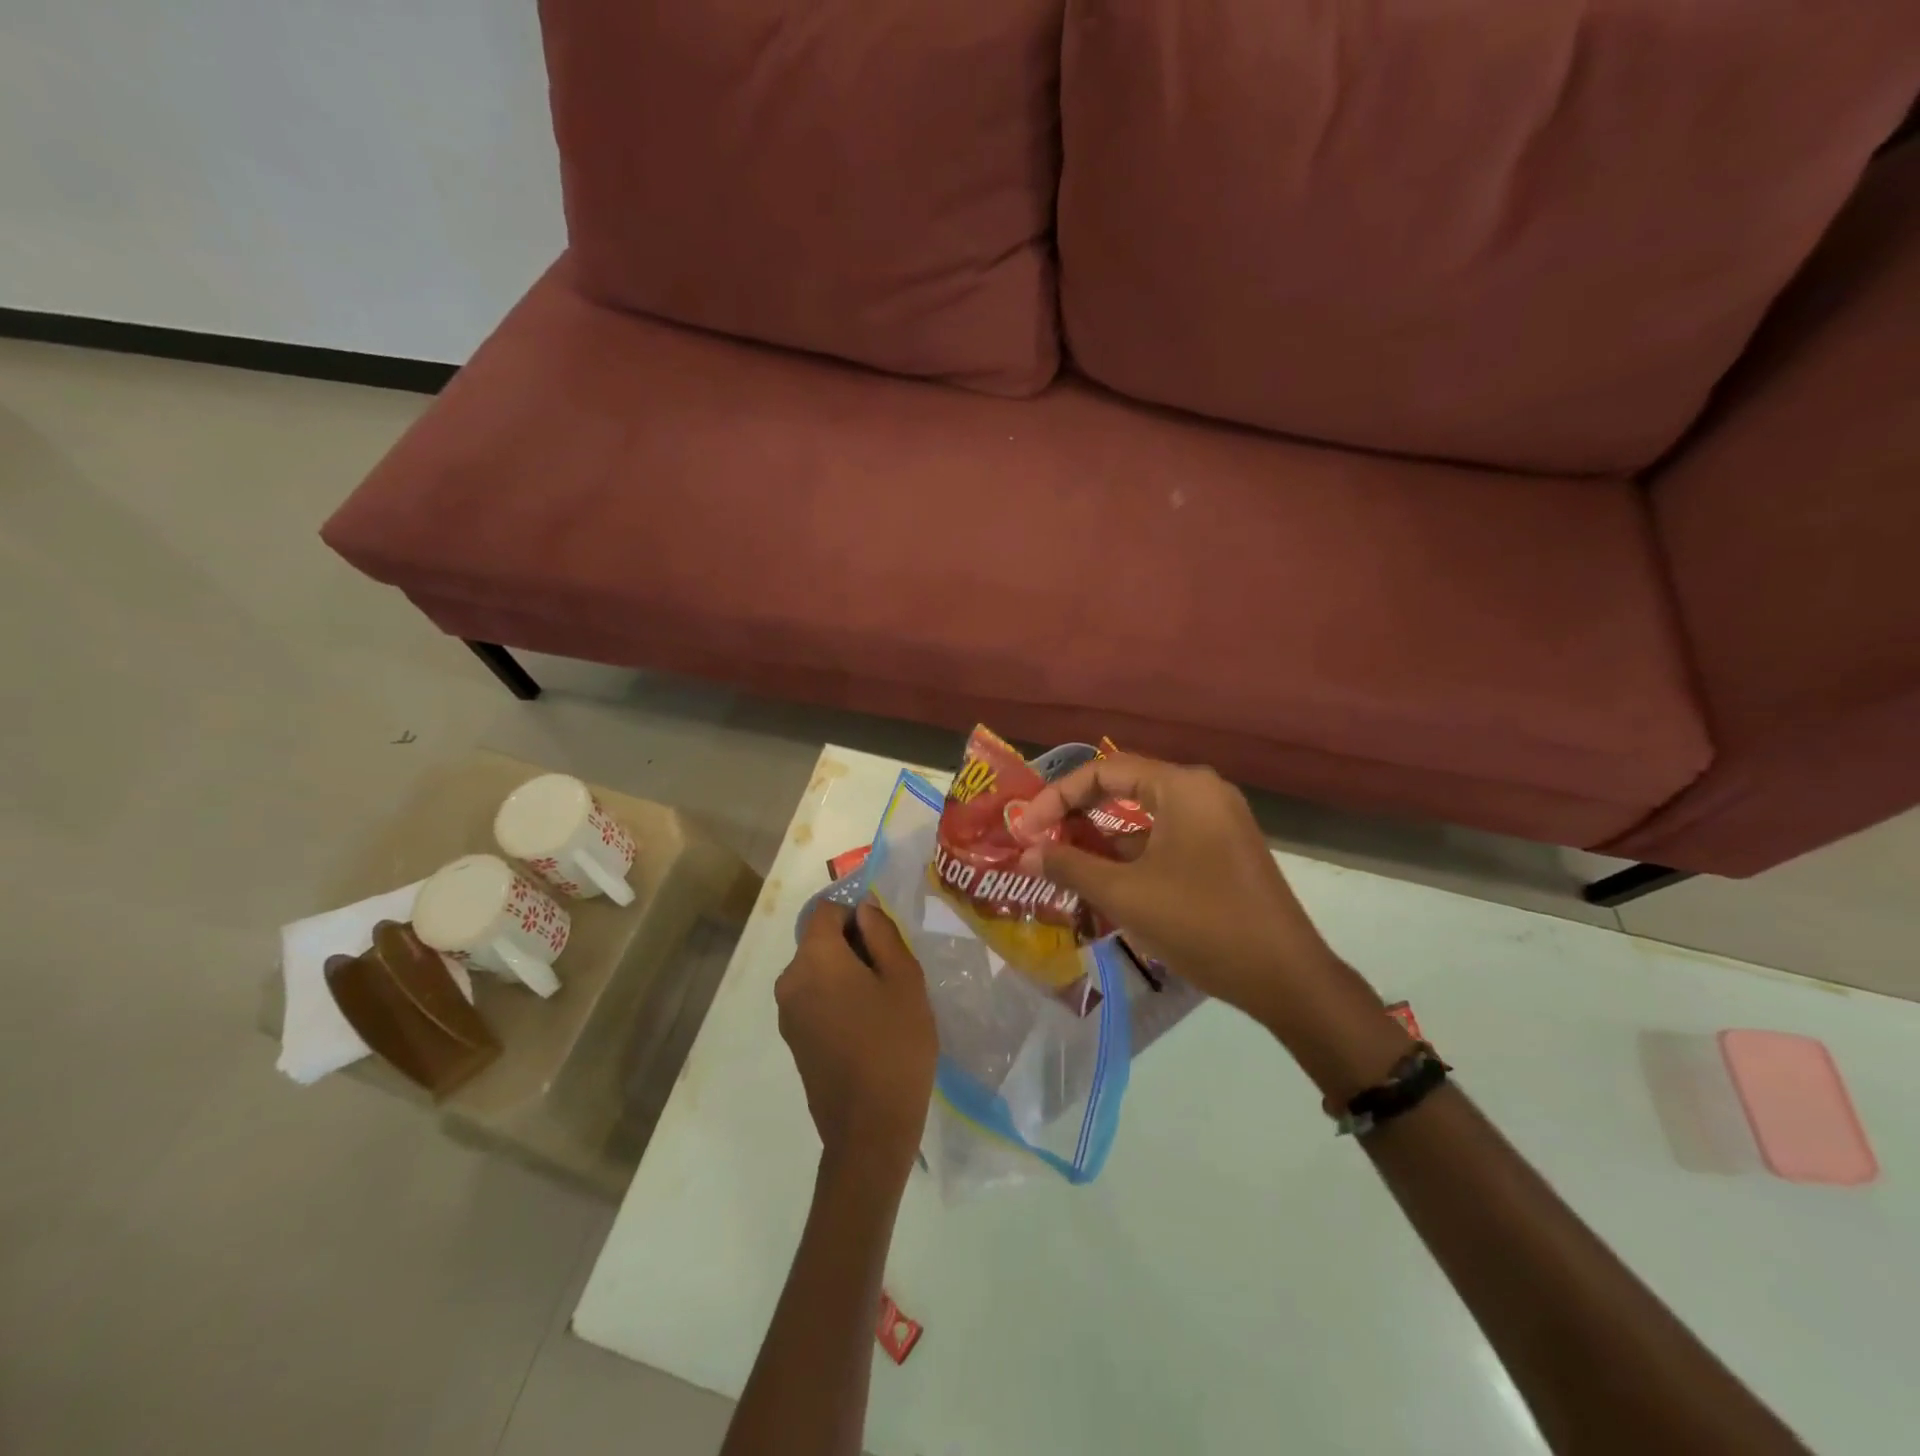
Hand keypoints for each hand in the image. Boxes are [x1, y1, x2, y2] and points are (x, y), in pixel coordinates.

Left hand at [776, 900, 937, 1176]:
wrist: (869, 1129)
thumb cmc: (895, 1045)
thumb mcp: (904, 980)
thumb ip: (883, 934)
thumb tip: (864, 909)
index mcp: (815, 958)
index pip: (827, 910)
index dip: (858, 915)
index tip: (886, 942)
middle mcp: (790, 980)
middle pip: (820, 940)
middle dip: (854, 946)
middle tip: (892, 974)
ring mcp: (787, 1013)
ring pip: (817, 971)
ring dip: (846, 973)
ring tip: (882, 1003)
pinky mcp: (793, 1039)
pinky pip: (813, 998)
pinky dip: (836, 998)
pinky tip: (866, 1027)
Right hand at [1017, 755, 1403, 1089]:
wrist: (1287, 978)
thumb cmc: (1202, 924)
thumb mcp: (1126, 895)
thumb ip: (1070, 867)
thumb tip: (1025, 854)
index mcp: (1182, 787)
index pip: (1103, 770)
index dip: (1056, 796)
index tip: (1024, 829)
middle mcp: (1202, 792)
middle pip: (1123, 788)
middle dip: (1076, 815)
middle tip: (1038, 841)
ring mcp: (1217, 821)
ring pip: (1143, 817)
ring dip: (1101, 839)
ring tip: (1061, 865)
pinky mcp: (1223, 850)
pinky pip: (1164, 839)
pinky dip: (1130, 855)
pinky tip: (1102, 883)